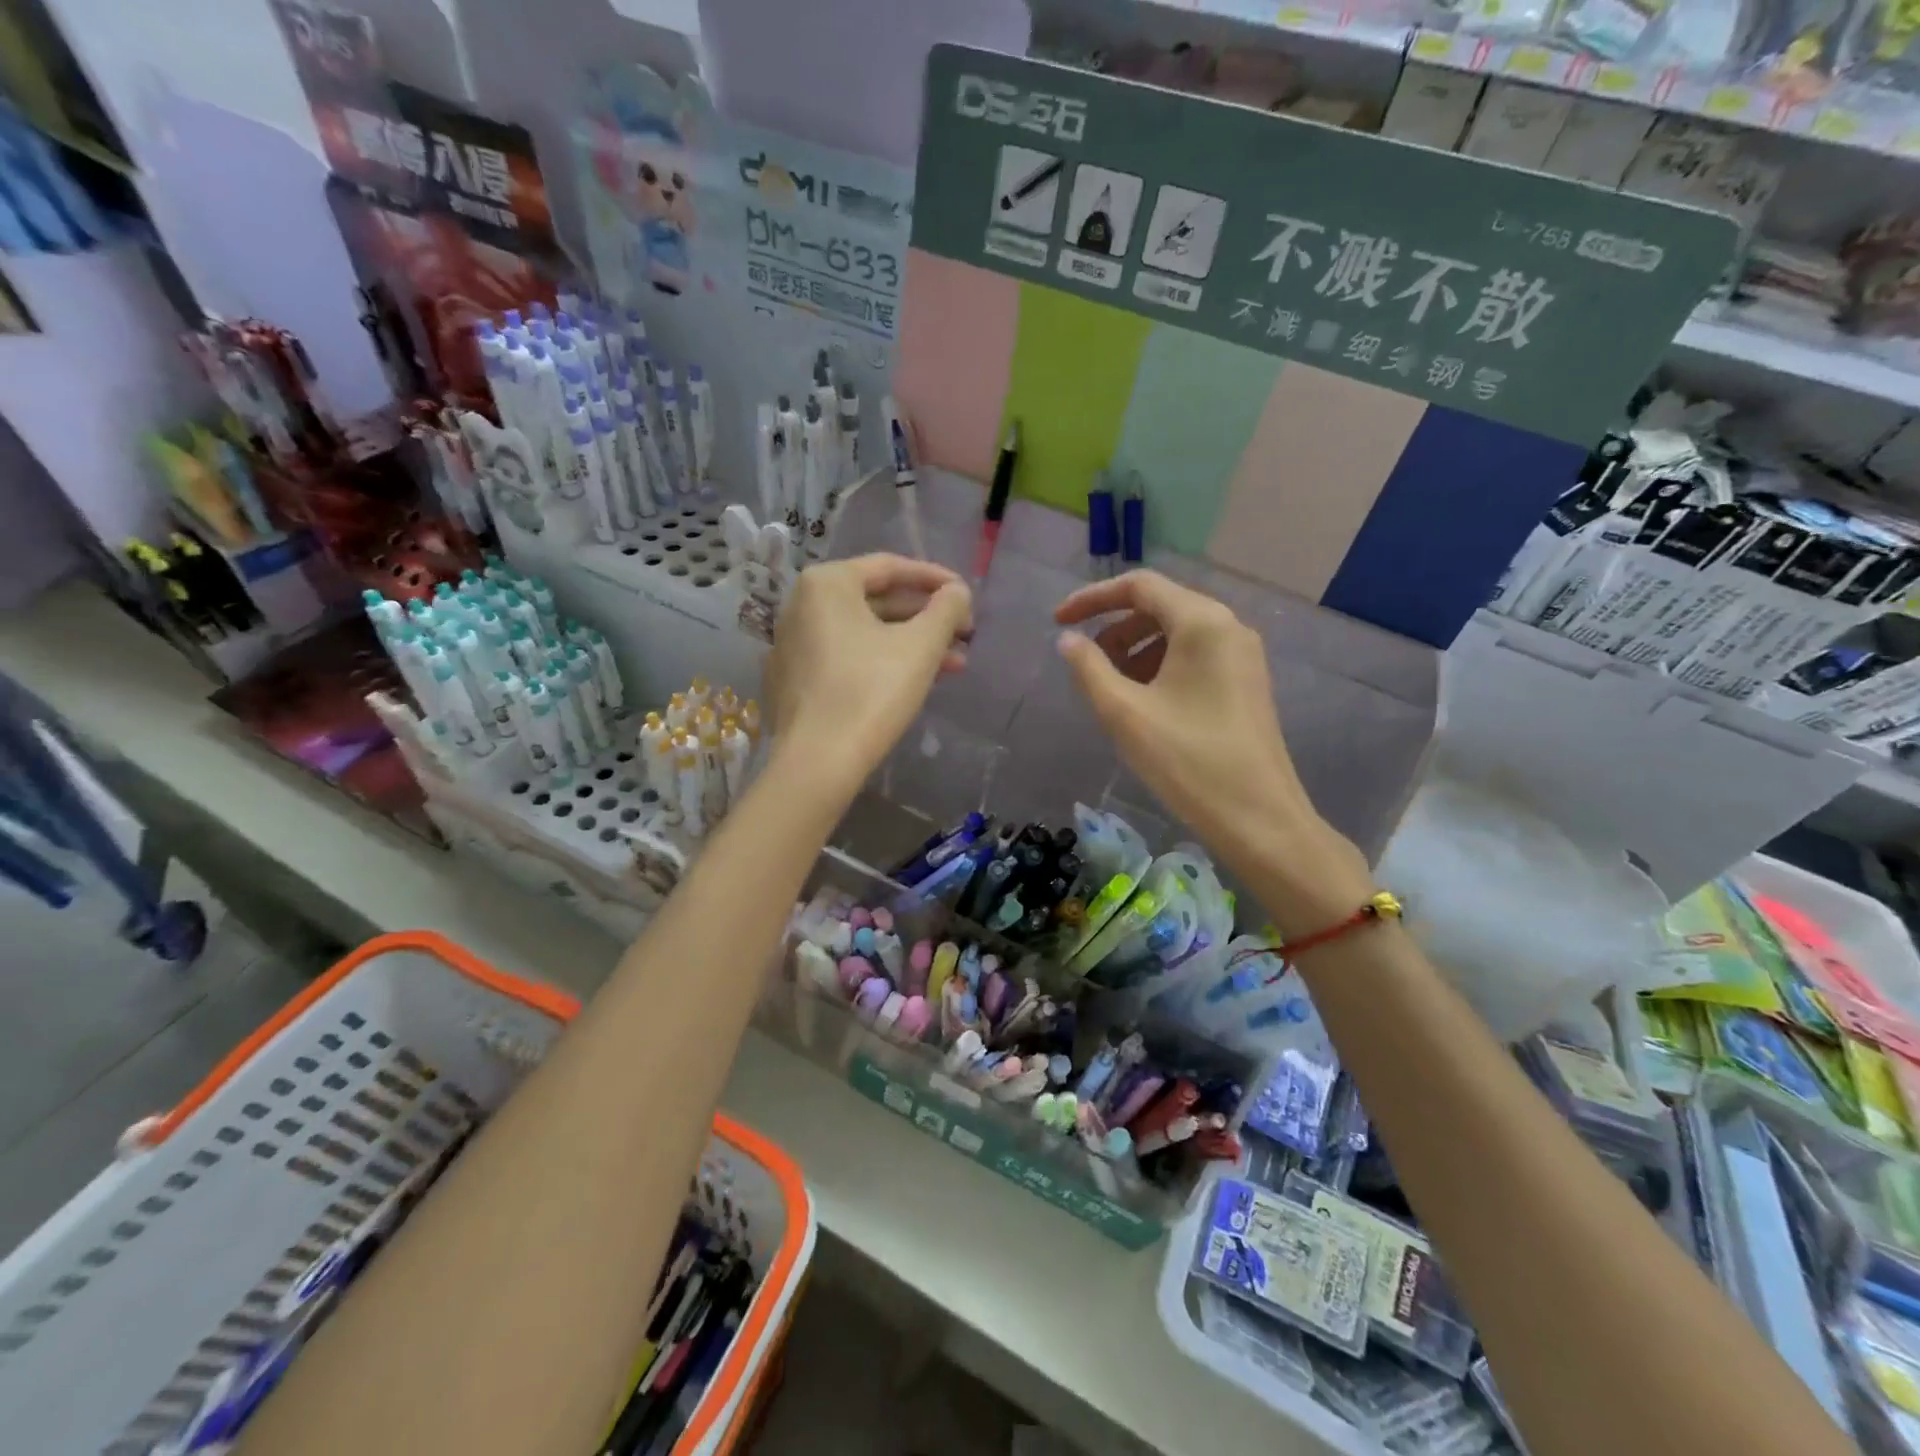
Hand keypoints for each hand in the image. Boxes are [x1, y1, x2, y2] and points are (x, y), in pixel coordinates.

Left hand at [764, 554, 971, 796]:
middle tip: (965, 635)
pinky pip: (845, 658)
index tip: (966, 595)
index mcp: (827, 584)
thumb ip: (946, 609)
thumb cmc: (872, 691)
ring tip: (954, 665)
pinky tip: (914, 683)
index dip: (935, 579)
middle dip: (927, 619)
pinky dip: (881, 662)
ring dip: (911, 645)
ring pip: (864, 633)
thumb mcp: (921, 645)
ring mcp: (793, 645)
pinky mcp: (794, 681)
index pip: (890, 567)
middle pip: (877, 601)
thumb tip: (958, 593)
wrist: (818, 761)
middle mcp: (801, 606)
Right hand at [1055, 571, 1362, 893]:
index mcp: (1202, 622)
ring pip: (1177, 634)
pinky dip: (1160, 667)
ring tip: (1111, 689)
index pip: (1139, 586)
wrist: (1259, 819)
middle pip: (1160, 607)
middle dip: (1115, 628)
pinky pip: (1195, 657)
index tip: (1057, 620)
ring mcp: (1242, 656)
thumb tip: (1068, 640)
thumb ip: (1089, 668)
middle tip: (1086, 663)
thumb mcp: (1124, 713)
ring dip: (1136, 650)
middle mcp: (1228, 627)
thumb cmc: (1187, 761)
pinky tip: (1144, 703)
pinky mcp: (1246, 683)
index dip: (1092, 598)